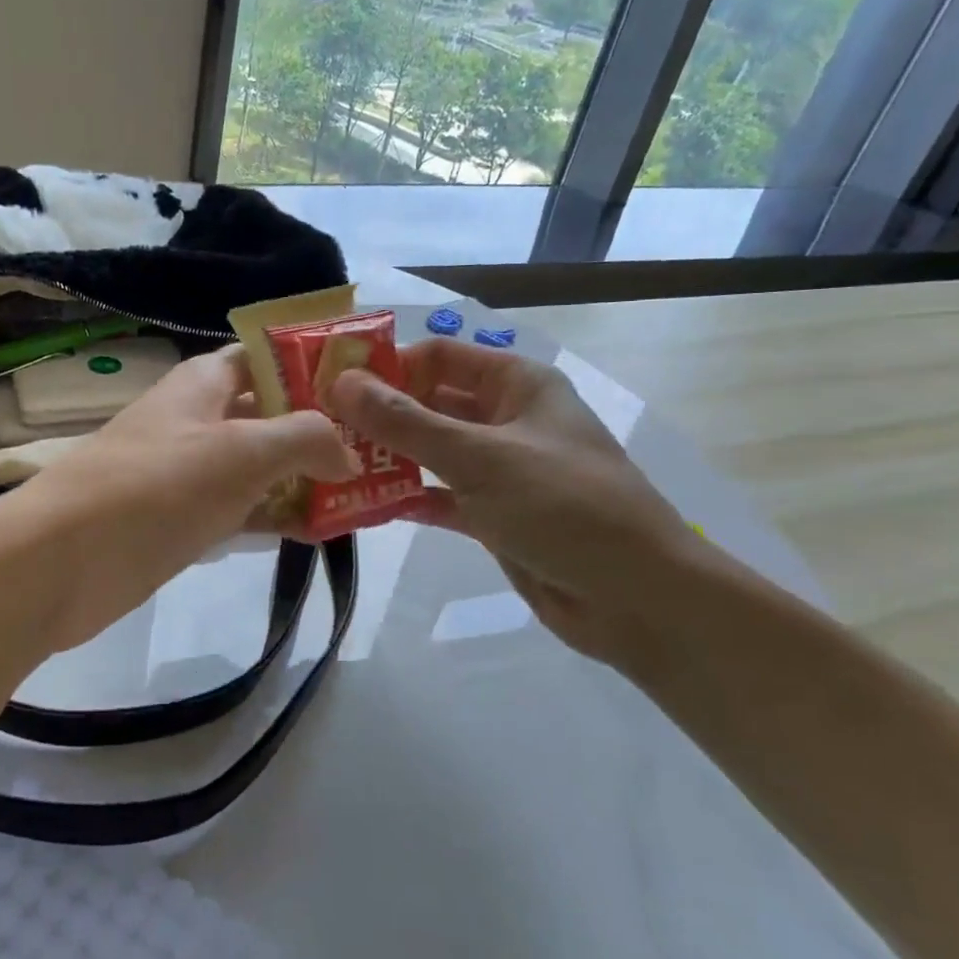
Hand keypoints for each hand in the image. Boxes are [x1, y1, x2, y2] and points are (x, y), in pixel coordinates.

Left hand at [9, 345, 355, 653]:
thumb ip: (306, 438)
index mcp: (206, 382)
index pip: (271, 356)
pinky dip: (278, 516)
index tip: (373, 386)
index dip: (318, 365)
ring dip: (307, 477)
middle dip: (324, 428)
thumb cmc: (156, 486)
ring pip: (262, 465)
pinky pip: (244, 509)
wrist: (65, 559)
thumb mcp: (241, 450)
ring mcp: (192, 471)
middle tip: (385, 450)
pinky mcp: (186, 519)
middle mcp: (200, 418)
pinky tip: (322, 531)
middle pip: (272, 412)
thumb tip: (348, 451)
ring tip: (369, 494)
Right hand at [327, 337, 703, 663]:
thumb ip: (406, 423)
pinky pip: (440, 496)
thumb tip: (341, 383)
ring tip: (331, 467)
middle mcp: (506, 419)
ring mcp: (500, 470)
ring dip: (388, 458)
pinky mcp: (494, 515)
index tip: (330, 387)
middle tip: (319, 431)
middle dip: (379, 416)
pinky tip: (365, 506)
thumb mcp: (480, 457)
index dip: (385, 366)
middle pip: (430, 403)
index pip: (437, 357)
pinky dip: (408, 498)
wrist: (638, 600)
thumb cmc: (565, 507)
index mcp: (516, 385)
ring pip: (431, 452)